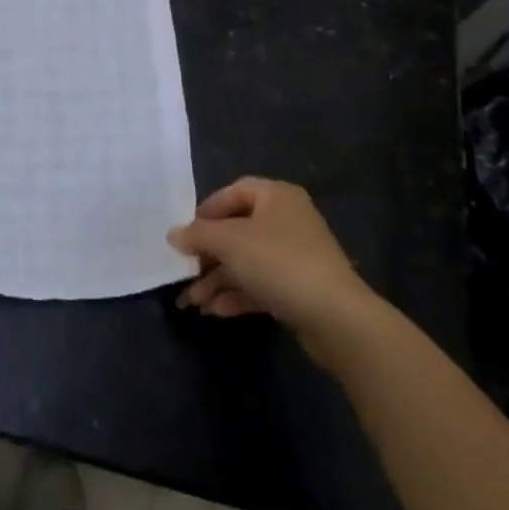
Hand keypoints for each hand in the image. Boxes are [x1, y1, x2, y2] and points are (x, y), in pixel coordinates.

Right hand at [168, 177, 374, 352]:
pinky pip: (261, 285)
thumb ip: (198, 235)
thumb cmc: (279, 263)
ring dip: (218, 280)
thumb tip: (172, 234)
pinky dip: (237, 295)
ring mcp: (296, 256)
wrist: (336, 317)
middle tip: (185, 271)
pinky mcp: (299, 288)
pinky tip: (215, 311)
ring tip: (193, 301)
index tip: (186, 233)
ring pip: (247, 262)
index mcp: (276, 196)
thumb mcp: (230, 242)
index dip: (207, 210)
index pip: (234, 192)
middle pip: (237, 230)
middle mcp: (287, 220)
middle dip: (208, 254)